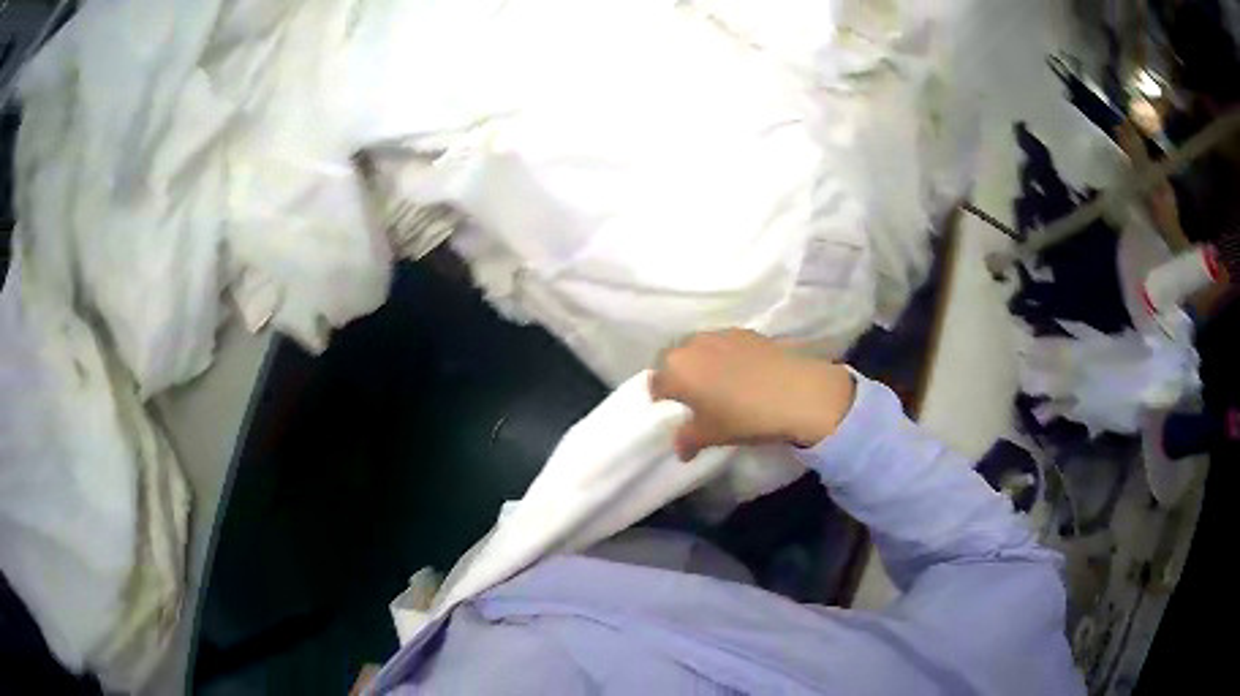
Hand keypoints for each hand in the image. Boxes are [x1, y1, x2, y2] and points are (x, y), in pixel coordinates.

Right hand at [649, 329, 855, 460]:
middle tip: (693, 398)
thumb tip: (680, 448)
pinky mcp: (746, 331)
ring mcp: (720, 334)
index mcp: (676, 370)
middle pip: (675, 360)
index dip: (661, 400)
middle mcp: (692, 344)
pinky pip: (725, 343)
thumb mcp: (712, 435)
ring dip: (702, 363)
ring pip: (700, 348)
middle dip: (679, 376)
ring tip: (719, 383)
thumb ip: (688, 440)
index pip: (655, 384)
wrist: (798, 392)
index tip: (673, 412)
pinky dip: (726, 356)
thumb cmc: (745, 416)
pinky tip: (743, 373)